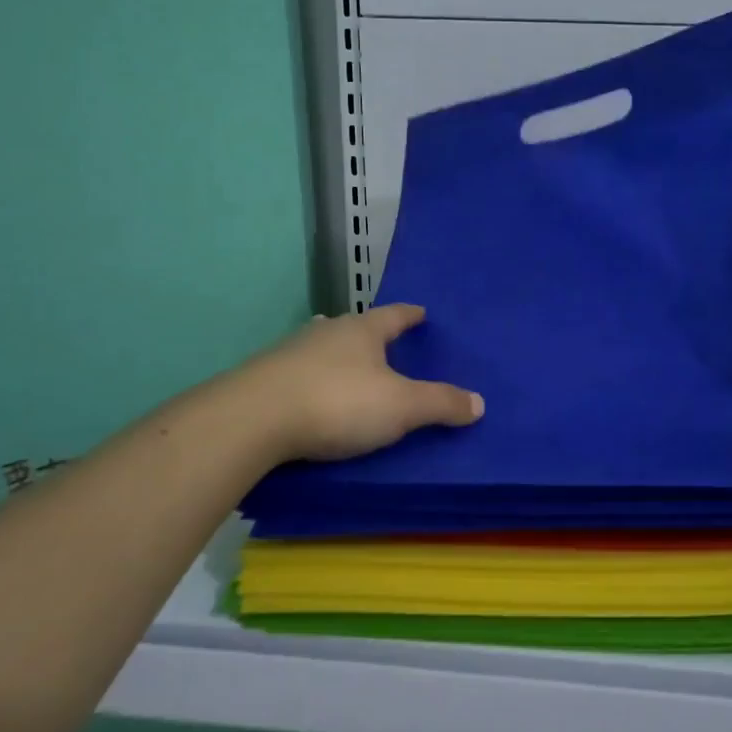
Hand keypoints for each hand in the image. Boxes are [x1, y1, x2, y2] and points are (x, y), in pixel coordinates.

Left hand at [251, 304, 483, 461]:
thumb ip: (440, 403)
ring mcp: (290, 352)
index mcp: (363, 330)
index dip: (410, 315)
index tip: (421, 312)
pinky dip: (312, 378)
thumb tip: (479, 402)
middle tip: (385, 342)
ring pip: (323, 346)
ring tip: (347, 363)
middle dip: (371, 333)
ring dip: (338, 354)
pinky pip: (298, 371)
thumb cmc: (338, 402)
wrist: (252, 420)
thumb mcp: (400, 407)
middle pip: (355, 326)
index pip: (394, 315)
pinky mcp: (263, 378)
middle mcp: (327, 332)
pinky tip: (311, 392)